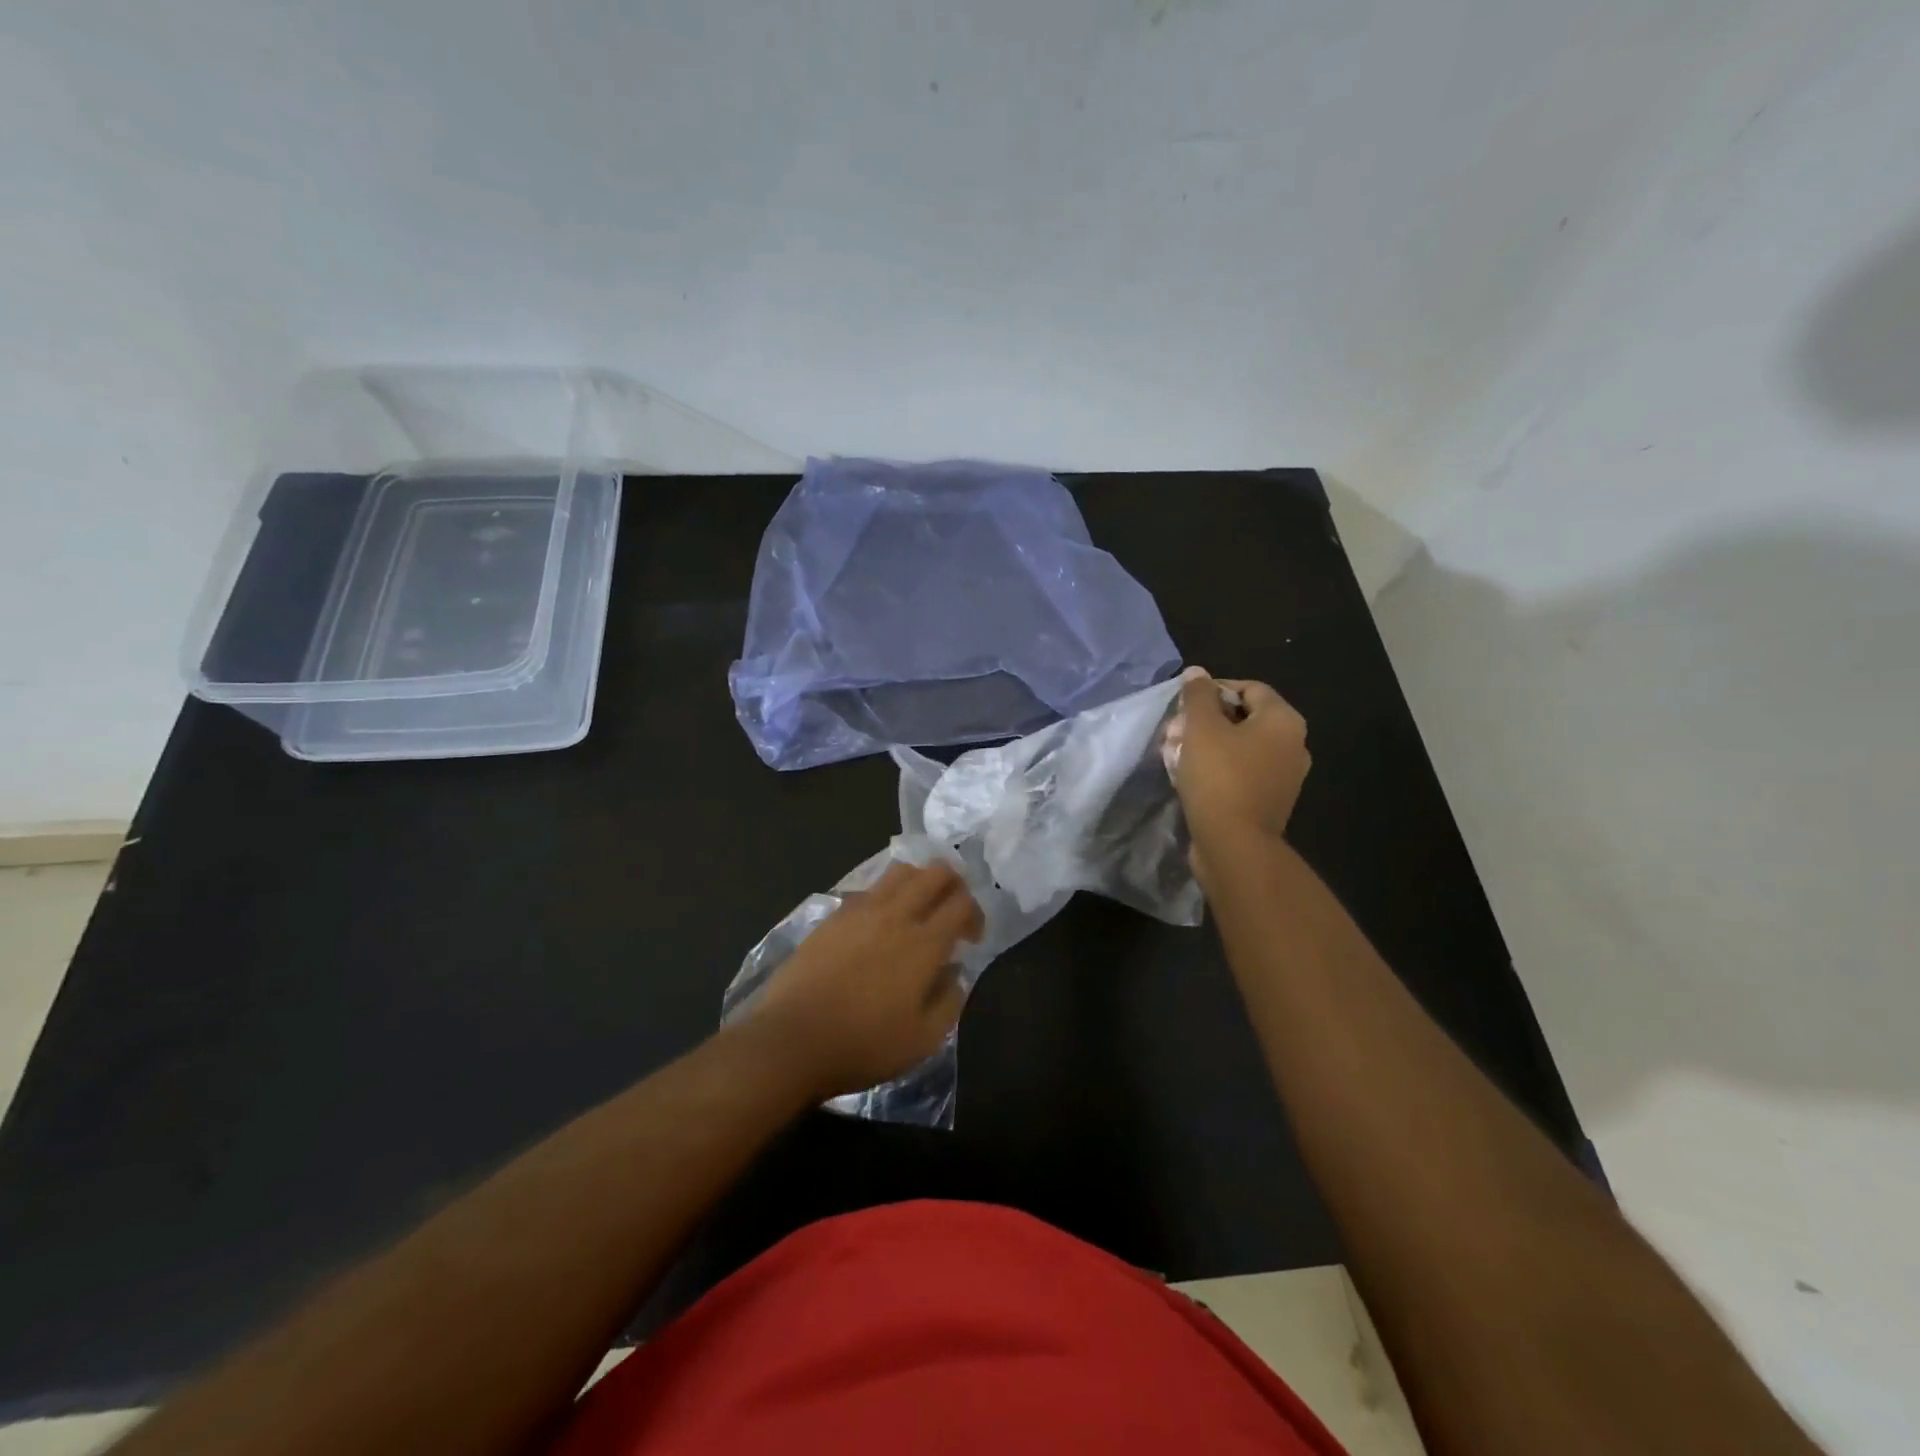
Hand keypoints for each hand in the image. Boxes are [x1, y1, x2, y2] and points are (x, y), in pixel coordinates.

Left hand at [739, 861, 983, 1101]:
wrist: (792, 1039)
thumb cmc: (863, 1044)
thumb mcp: (923, 1040)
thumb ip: (949, 1000)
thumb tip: (955, 972)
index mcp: (924, 944)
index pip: (961, 903)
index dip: (975, 913)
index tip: (971, 938)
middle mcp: (896, 915)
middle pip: (935, 872)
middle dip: (953, 883)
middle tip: (952, 909)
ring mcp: (861, 910)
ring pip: (901, 871)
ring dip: (920, 881)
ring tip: (918, 908)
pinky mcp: (834, 915)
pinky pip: (871, 889)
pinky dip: (887, 894)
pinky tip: (881, 923)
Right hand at [1171, 668, 1310, 884]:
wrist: (1235, 846)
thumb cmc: (1220, 777)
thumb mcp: (1202, 728)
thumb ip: (1198, 695)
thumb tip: (1197, 672)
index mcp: (1283, 721)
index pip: (1249, 688)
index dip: (1213, 689)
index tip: (1183, 704)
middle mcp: (1292, 745)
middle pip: (1243, 718)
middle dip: (1204, 721)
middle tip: (1173, 731)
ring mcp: (1282, 777)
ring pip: (1238, 747)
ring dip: (1204, 745)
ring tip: (1172, 753)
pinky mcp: (1267, 802)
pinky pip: (1240, 773)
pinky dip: (1215, 769)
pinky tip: (1186, 777)